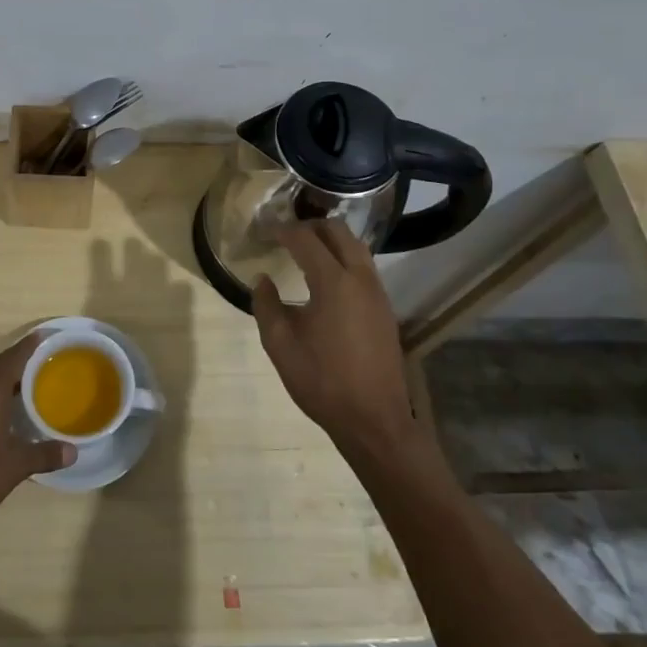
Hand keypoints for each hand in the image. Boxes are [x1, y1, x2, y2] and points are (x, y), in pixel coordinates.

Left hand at [0, 336, 74, 537]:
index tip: (46, 336)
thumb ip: (44, 454)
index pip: (13, 358)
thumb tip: (73, 452)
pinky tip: (4, 411)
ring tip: (29, 384)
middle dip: (20, 361)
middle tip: (44, 361)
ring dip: (5, 380)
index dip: (30, 346)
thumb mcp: (15, 466)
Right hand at [252, 222, 424, 454]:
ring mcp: (377, 293)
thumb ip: (266, 305)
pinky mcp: (385, 308)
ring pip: (356, 247)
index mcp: (333, 282)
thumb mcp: (280, 345)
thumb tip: (262, 280)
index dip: (283, 230)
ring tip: (305, 250)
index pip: (305, 239)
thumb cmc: (322, 381)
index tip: (264, 230)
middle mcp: (360, 278)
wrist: (374, 421)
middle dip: (310, 226)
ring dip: (331, 240)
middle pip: (338, 231)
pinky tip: (326, 278)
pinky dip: (344, 258)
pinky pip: (364, 267)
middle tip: (286, 234)